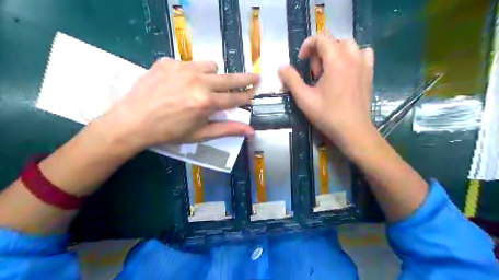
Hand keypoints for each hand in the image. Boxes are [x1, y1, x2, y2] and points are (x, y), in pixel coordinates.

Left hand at [99, 56, 258, 152]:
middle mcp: (198, 81)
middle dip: (245, 79)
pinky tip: (179, 83)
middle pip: (229, 78)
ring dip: (213, 75)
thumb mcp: (200, 134)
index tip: (256, 90)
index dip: (248, 95)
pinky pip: (188, 63)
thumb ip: (227, 129)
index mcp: (207, 102)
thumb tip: (251, 130)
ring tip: (205, 85)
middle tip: (255, 77)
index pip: (235, 97)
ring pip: (210, 66)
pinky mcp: (168, 62)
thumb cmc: (169, 132)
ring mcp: (183, 69)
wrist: (133, 121)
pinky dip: (190, 72)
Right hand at [280, 35, 373, 151]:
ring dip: (335, 53)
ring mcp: (364, 64)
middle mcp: (352, 57)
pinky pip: (363, 54)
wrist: (353, 130)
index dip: (308, 46)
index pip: (321, 38)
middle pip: (334, 41)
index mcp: (336, 61)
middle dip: (320, 52)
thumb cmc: (327, 115)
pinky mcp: (369, 73)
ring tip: (329, 71)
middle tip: (314, 74)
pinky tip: (346, 70)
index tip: (301, 61)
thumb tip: (281, 67)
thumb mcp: (304, 98)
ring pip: (348, 46)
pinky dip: (352, 56)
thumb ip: (291, 80)